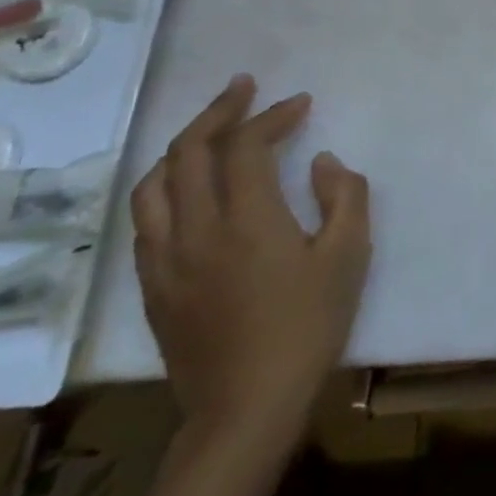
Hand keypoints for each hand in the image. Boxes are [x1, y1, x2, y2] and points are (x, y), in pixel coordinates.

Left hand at [131, 75, 370, 453]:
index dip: (272, 116)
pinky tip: (187, 189)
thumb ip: (345, 197)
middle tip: (245, 89)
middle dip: (218, 112)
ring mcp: (164, 260)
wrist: (247, 406)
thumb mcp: (349, 255)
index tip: (301, 103)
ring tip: (210, 131)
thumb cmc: (308, 325)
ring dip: (183, 146)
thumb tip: (324, 163)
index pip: (245, 147)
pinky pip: (147, 220)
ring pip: (154, 184)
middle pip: (188, 152)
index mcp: (246, 220)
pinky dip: (167, 186)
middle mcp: (194, 230)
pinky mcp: (153, 287)